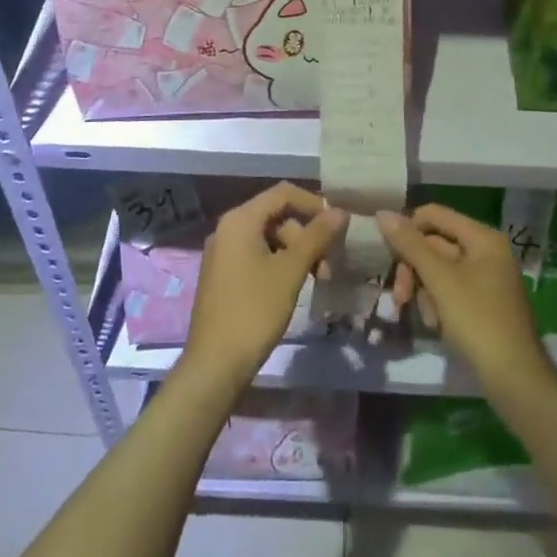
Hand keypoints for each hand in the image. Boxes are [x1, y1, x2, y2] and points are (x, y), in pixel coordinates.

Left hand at [181, 183, 345, 394]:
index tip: (337, 225)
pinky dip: (279, 263)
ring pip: (268, 238)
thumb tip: (340, 211)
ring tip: (317, 279)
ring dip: (295, 252)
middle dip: (306, 235)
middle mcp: (227, 228)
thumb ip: (316, 237)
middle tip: (328, 264)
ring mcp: (222, 252)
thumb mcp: (291, 271)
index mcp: (240, 220)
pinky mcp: (223, 275)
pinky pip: (256, 255)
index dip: (313, 203)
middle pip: (276, 216)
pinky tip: (294, 286)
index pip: (282, 193)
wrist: (215, 363)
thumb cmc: (254, 310)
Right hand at [376, 205, 550, 393]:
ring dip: (425, 291)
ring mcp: (486, 278)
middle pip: (435, 244)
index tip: (388, 254)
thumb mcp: (440, 280)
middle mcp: (486, 251)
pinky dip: (439, 304)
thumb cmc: (478, 320)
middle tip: (400, 296)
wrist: (515, 378)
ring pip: (439, 271)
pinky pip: (450, 291)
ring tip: (428, 318)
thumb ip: (411, 245)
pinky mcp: (483, 303)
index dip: (408, 229)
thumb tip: (382, 213)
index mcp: (482, 238)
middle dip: (415, 270)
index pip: (435, 215)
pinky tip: (438, 326)